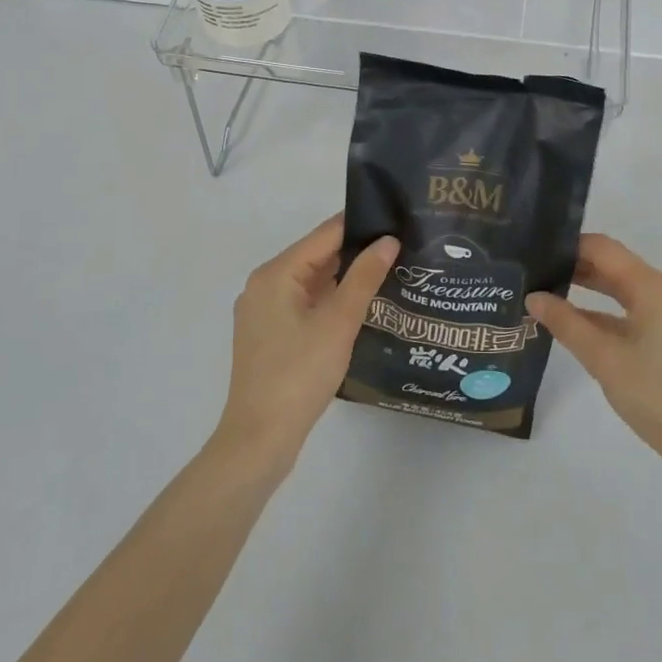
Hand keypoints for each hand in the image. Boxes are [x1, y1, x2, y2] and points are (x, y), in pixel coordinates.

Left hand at [216, 216, 398, 470]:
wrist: (260, 438)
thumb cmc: (299, 373)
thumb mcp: (338, 322)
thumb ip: (364, 277)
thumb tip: (388, 240)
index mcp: (276, 273)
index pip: (325, 234)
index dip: (362, 226)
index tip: (398, 222)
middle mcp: (265, 284)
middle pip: (317, 255)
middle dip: (357, 252)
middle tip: (402, 249)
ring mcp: (264, 311)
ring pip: (312, 281)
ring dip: (345, 278)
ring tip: (390, 273)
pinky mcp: (269, 335)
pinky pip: (305, 304)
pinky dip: (330, 300)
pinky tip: (361, 307)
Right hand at [528, 234, 661, 475]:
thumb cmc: (658, 396)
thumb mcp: (604, 359)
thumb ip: (566, 323)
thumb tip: (533, 296)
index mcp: (653, 286)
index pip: (603, 248)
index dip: (568, 247)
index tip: (535, 254)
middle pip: (616, 267)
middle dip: (576, 269)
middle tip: (536, 276)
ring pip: (627, 291)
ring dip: (592, 292)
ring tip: (551, 298)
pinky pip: (638, 312)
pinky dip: (610, 314)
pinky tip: (583, 327)